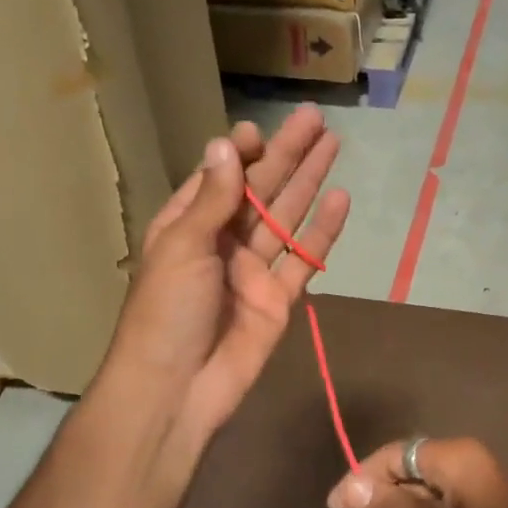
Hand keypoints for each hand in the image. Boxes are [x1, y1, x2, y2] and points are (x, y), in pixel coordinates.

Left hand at [104, 106, 349, 448]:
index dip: (241, 153)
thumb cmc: (166, 311)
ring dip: (309, 182)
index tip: (260, 130)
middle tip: (317, 119)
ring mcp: (253, 271)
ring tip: (334, 145)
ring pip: (286, 218)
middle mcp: (222, 242)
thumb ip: (213, 198)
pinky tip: (341, 200)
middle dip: (287, 155)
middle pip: (261, 190)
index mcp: (188, 226)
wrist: (177, 388)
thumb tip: (226, 143)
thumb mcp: (183, 247)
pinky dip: (322, 232)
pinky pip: (304, 259)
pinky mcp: (279, 299)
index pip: (219, 178)